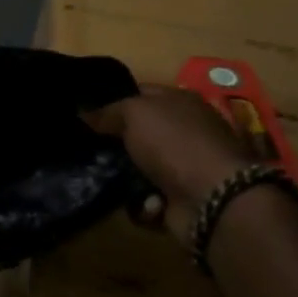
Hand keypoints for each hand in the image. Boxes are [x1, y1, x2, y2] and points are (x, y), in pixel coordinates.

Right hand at [83, 86, 257, 244]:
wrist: (213, 200)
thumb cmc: (174, 143)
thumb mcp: (134, 113)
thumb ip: (107, 111)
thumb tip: (84, 112)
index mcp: (180, 102)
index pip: (140, 92)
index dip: (113, 99)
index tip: (85, 111)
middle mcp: (185, 131)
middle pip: (139, 132)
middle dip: (114, 141)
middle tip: (86, 146)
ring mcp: (185, 167)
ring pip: (140, 167)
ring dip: (125, 177)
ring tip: (107, 179)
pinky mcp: (182, 199)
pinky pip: (149, 199)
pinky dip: (142, 203)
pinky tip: (142, 202)